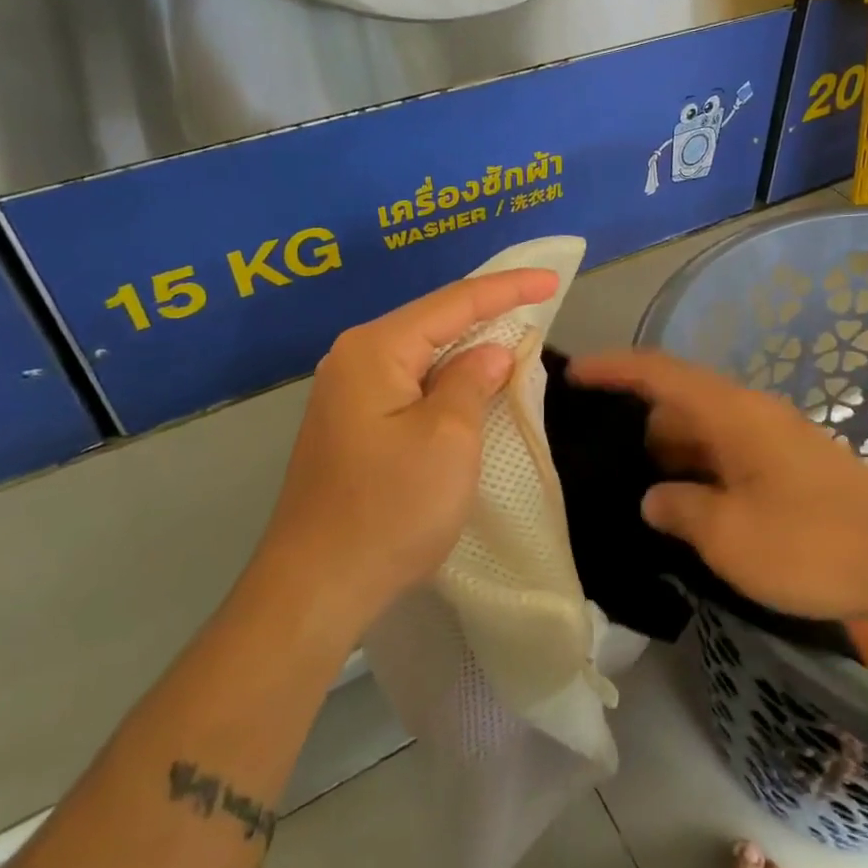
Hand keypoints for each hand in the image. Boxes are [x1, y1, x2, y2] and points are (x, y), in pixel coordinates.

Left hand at [254, 268, 559, 631]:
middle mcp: (353, 359)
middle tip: (537, 302)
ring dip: (467, 347)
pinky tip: (470, 382)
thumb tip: (489, 353)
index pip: (453, 302)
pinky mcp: (351, 426)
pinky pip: (409, 384)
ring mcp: (347, 394)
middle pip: (433, 322)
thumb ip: (472, 382)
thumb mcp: (448, 439)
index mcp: (375, 349)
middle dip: (486, 312)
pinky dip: (446, 379)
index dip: (507, 289)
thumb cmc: (390, 509)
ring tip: (513, 334)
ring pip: (421, 355)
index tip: (551, 279)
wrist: (316, 587)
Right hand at [569, 350, 867, 623]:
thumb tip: (654, 497)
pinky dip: (699, 469)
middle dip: (636, 422)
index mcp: (731, 413)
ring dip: (669, 452)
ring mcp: (775, 438)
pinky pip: (728, 453)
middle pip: (679, 400)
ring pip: (704, 430)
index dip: (612, 368)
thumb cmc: (814, 543)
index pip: (658, 372)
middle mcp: (751, 413)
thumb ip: (678, 509)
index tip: (570, 374)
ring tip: (634, 487)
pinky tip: (687, 506)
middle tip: (597, 455)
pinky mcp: (792, 465)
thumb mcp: (729, 536)